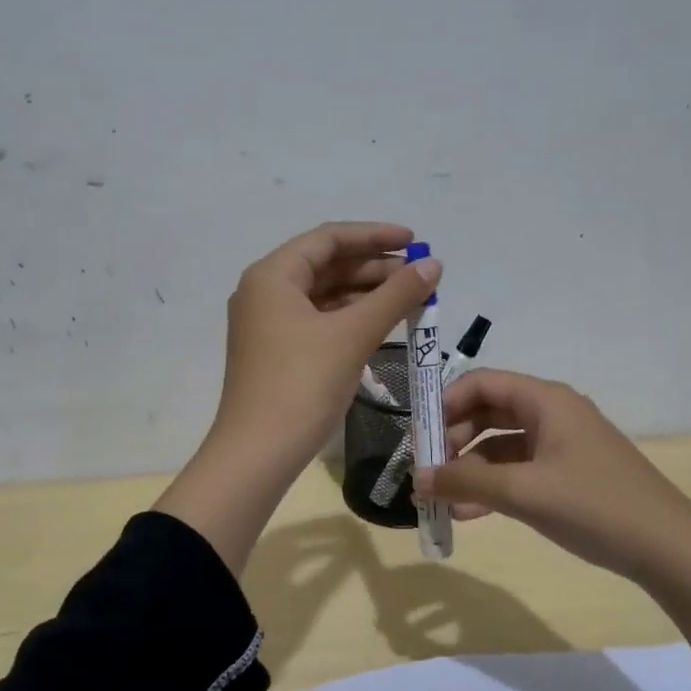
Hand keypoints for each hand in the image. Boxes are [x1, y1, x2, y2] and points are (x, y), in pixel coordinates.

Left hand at [157, 221, 440, 576]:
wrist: (257, 454)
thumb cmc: (302, 385)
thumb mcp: (352, 335)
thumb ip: (395, 295)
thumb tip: (433, 264)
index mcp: (272, 276)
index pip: (328, 238)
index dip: (374, 236)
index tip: (416, 242)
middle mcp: (265, 292)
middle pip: (326, 265)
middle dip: (375, 269)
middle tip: (420, 278)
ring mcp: (268, 324)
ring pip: (324, 296)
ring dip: (366, 295)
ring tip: (411, 301)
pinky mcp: (277, 352)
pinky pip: (320, 322)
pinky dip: (352, 320)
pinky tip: (385, 327)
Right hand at [414, 369, 690, 583]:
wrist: (670, 549)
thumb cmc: (593, 506)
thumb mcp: (523, 493)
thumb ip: (465, 482)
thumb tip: (417, 478)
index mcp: (545, 400)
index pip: (481, 382)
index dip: (444, 403)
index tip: (419, 436)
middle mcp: (553, 413)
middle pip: (489, 411)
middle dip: (453, 439)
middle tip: (428, 469)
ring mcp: (563, 444)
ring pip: (502, 444)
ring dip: (470, 468)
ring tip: (443, 500)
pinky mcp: (569, 473)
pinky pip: (520, 469)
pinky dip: (494, 485)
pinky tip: (471, 514)